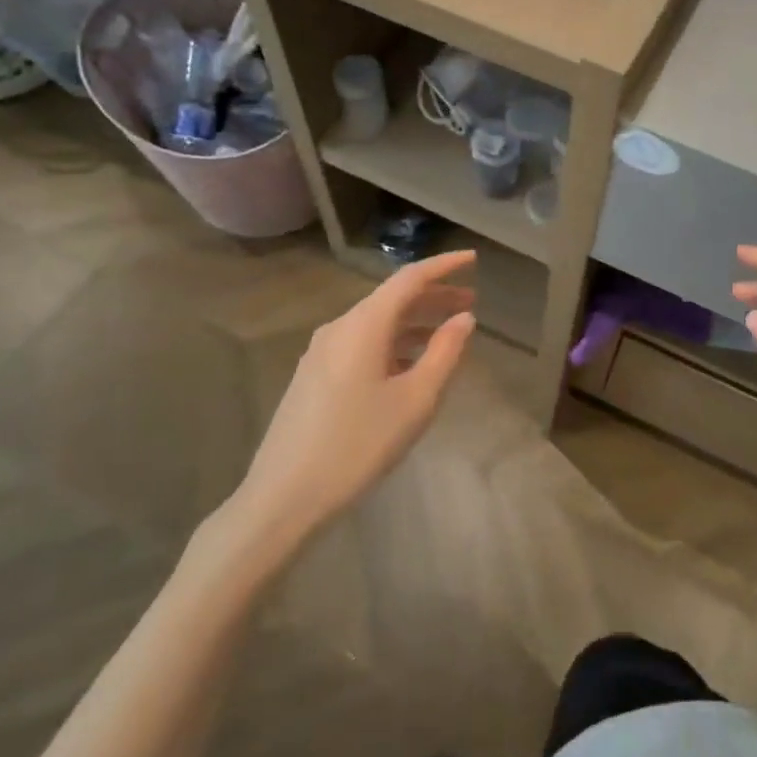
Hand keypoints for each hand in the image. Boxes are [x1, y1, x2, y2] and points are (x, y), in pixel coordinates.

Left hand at [217, 249, 477, 561]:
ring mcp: (321, 352)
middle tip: (471, 302)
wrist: (284, 498)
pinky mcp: (314, 376)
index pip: (409, 279)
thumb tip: (464, 318)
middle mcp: (339, 328)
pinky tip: (410, 366)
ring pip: (377, 323)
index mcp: (364, 325)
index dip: (444, 266)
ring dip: (414, 323)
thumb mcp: (416, 400)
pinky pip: (362, 344)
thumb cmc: (358, 445)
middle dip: (433, 297)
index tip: (473, 259)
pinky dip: (393, 343)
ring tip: (447, 336)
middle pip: (392, 299)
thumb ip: (444, 352)